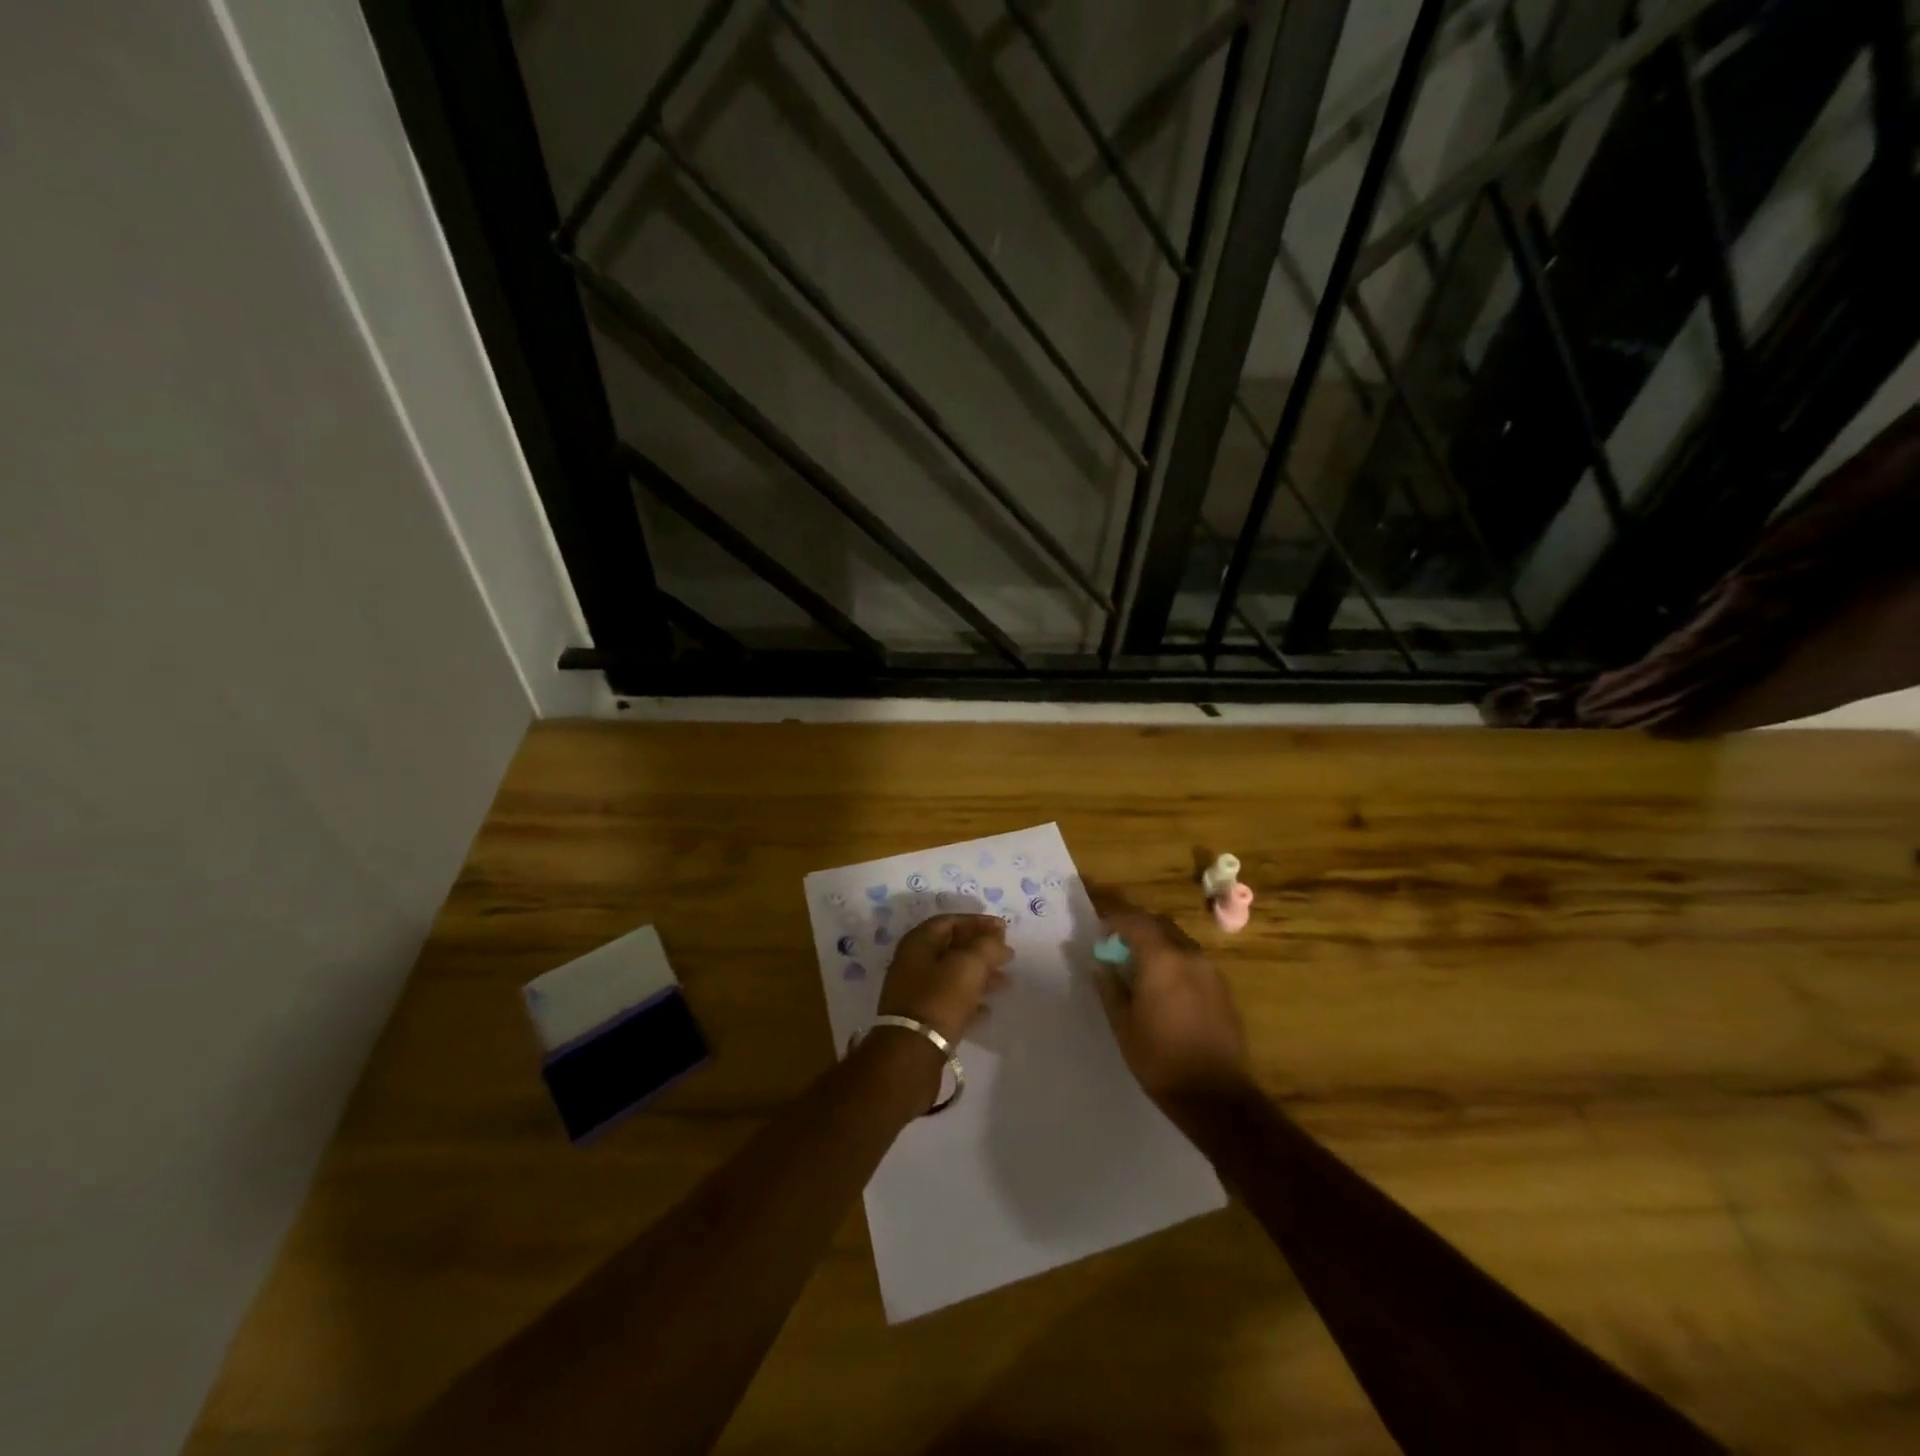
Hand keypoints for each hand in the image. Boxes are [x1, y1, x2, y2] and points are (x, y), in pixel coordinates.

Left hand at [878, 914, 1011, 1042]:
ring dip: (978, 975)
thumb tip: (998, 940)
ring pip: (951, 975)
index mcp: (918, 942)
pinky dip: (968, 1000)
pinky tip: (987, 1009)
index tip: (1003, 928)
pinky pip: (948, 1001)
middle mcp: (912, 963)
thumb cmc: (940, 998)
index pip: (950, 921)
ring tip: (1004, 981)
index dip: (977, 922)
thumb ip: (987, 946)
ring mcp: (914, 991)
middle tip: (1006, 955)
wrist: (911, 1051)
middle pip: (951, 948)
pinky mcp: (920, 1018)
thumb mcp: (969, 965)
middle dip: (980, 950)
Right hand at [1093, 912, 1250, 1107]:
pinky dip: (1175, 962)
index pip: (1136, 922)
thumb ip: (1110, 987)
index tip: (1100, 934)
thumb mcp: (1123, 1024)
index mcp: (1162, 960)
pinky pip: (1193, 962)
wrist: (1216, 1096)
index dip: (1115, 922)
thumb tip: (1099, 964)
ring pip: (1179, 942)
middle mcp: (1190, 956)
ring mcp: (1211, 972)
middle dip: (1137, 929)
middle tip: (1118, 947)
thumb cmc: (1160, 1059)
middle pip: (1160, 926)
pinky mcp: (1223, 990)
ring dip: (1158, 945)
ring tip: (1141, 968)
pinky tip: (1166, 988)